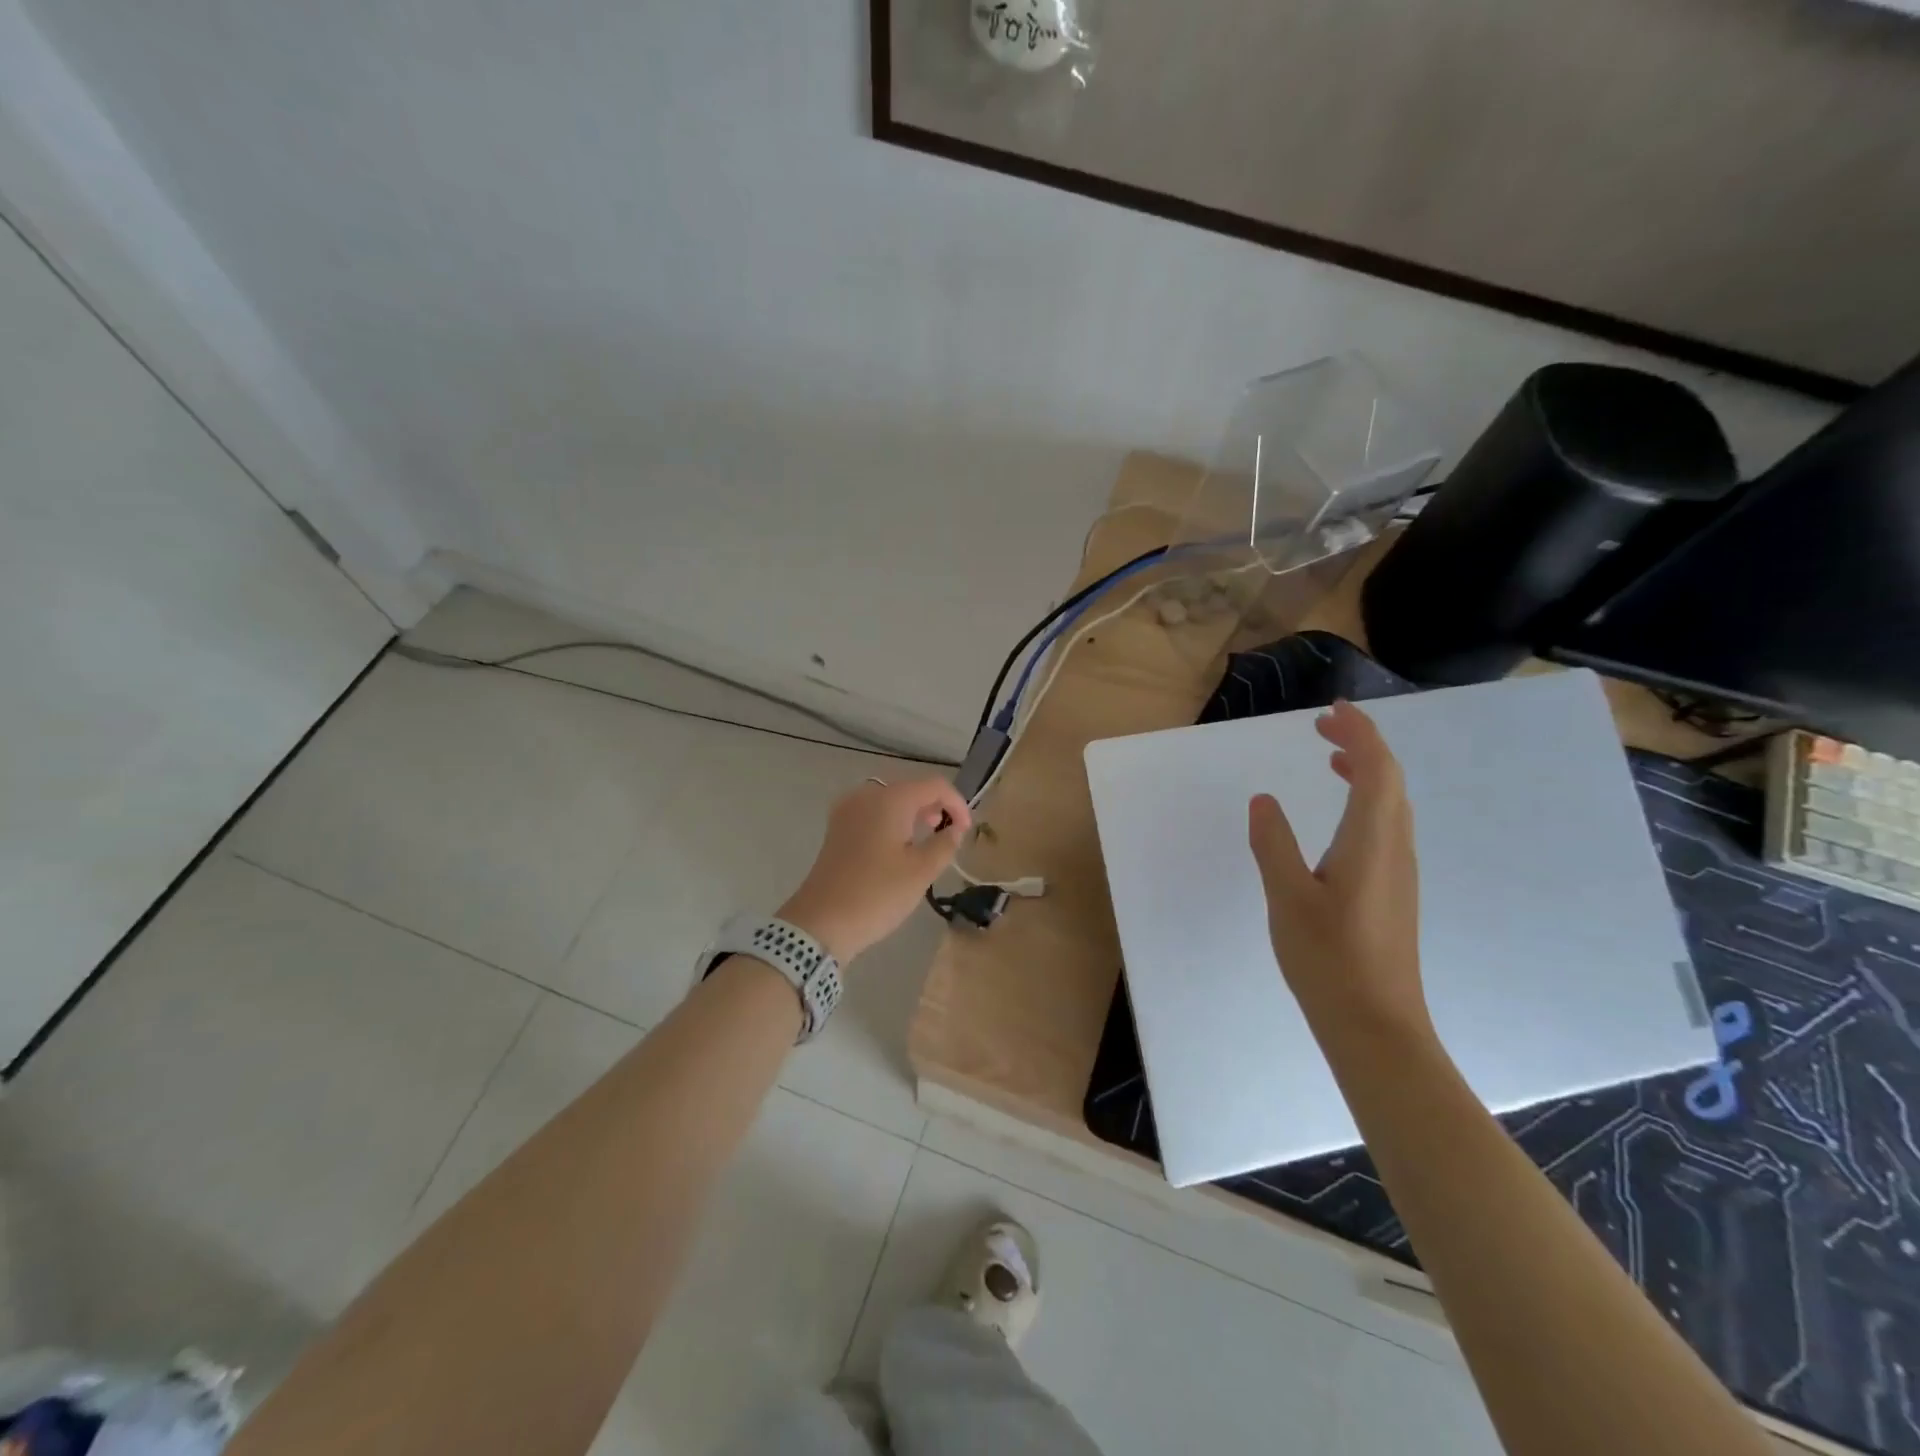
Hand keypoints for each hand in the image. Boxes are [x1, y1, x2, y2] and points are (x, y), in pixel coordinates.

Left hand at [778, 777, 971, 963]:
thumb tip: (954, 828)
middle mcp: (867, 795)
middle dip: (935, 807)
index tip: (966, 831)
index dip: (957, 804)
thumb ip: (945, 843)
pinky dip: (892, 822)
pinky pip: (873, 814)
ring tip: (927, 841)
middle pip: (911, 789)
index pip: (935, 785)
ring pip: (890, 801)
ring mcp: (847, 811)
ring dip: (913, 815)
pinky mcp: (837, 829)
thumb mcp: (921, 871)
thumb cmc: (877, 894)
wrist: (821, 923)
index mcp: (890, 799)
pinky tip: (899, 847)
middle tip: (949, 835)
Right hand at [1246, 699, 1430, 1042]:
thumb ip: (1274, 845)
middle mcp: (1394, 849)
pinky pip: (1386, 826)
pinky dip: (1366, 801)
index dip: (1360, 734)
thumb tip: (1264, 800)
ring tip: (1331, 758)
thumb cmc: (1329, 959)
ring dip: (1366, 772)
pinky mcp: (1393, 891)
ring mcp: (1398, 872)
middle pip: (1390, 781)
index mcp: (1371, 842)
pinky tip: (1340, 816)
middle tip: (1322, 728)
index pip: (1377, 770)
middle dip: (1362, 745)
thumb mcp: (1287, 898)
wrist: (1376, 1025)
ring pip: (1391, 804)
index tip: (1332, 711)